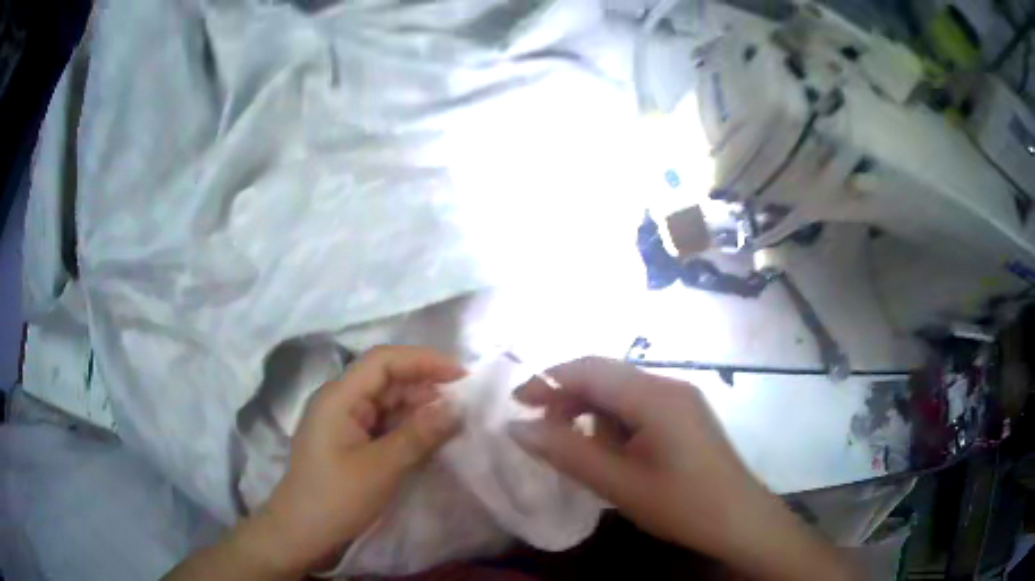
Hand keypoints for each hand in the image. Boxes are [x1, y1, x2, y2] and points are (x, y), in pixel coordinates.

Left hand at [248, 346, 465, 574]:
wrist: (302, 533)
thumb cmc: (337, 498)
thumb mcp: (382, 468)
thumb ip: (419, 435)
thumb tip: (457, 408)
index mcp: (339, 397)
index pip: (383, 361)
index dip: (423, 361)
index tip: (461, 375)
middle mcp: (340, 401)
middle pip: (386, 379)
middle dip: (424, 386)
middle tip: (464, 403)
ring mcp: (343, 422)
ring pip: (386, 402)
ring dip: (418, 408)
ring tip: (453, 421)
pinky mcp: (349, 442)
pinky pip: (382, 424)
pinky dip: (406, 427)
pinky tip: (429, 437)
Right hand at [508, 357, 855, 580]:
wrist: (740, 520)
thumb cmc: (681, 504)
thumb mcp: (618, 483)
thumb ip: (566, 452)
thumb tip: (516, 427)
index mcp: (655, 396)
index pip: (590, 369)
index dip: (548, 380)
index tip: (517, 404)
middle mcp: (669, 386)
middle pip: (606, 376)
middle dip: (567, 396)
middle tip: (539, 428)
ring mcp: (681, 400)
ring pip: (621, 392)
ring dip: (591, 412)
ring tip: (574, 447)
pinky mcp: (685, 416)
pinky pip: (639, 407)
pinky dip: (613, 422)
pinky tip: (609, 451)